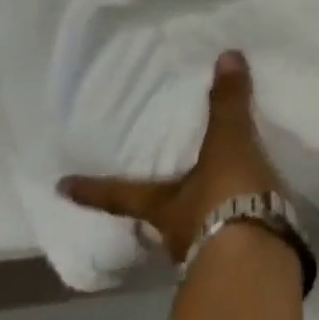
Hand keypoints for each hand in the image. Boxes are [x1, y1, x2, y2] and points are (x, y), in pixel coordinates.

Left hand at [58, 51, 284, 264]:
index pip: (120, 195)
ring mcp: (205, 253)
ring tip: (217, 200)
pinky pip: (231, 239)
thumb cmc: (226, 199)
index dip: (93, 190)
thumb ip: (228, 105)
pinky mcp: (238, 263)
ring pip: (194, 232)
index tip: (62, 188)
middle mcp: (175, 233)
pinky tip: (253, 216)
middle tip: (156, 193)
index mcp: (163, 206)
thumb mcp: (228, 146)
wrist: (256, 259)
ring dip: (201, 218)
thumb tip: (226, 55)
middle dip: (157, 206)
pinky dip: (237, 227)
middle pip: (157, 218)